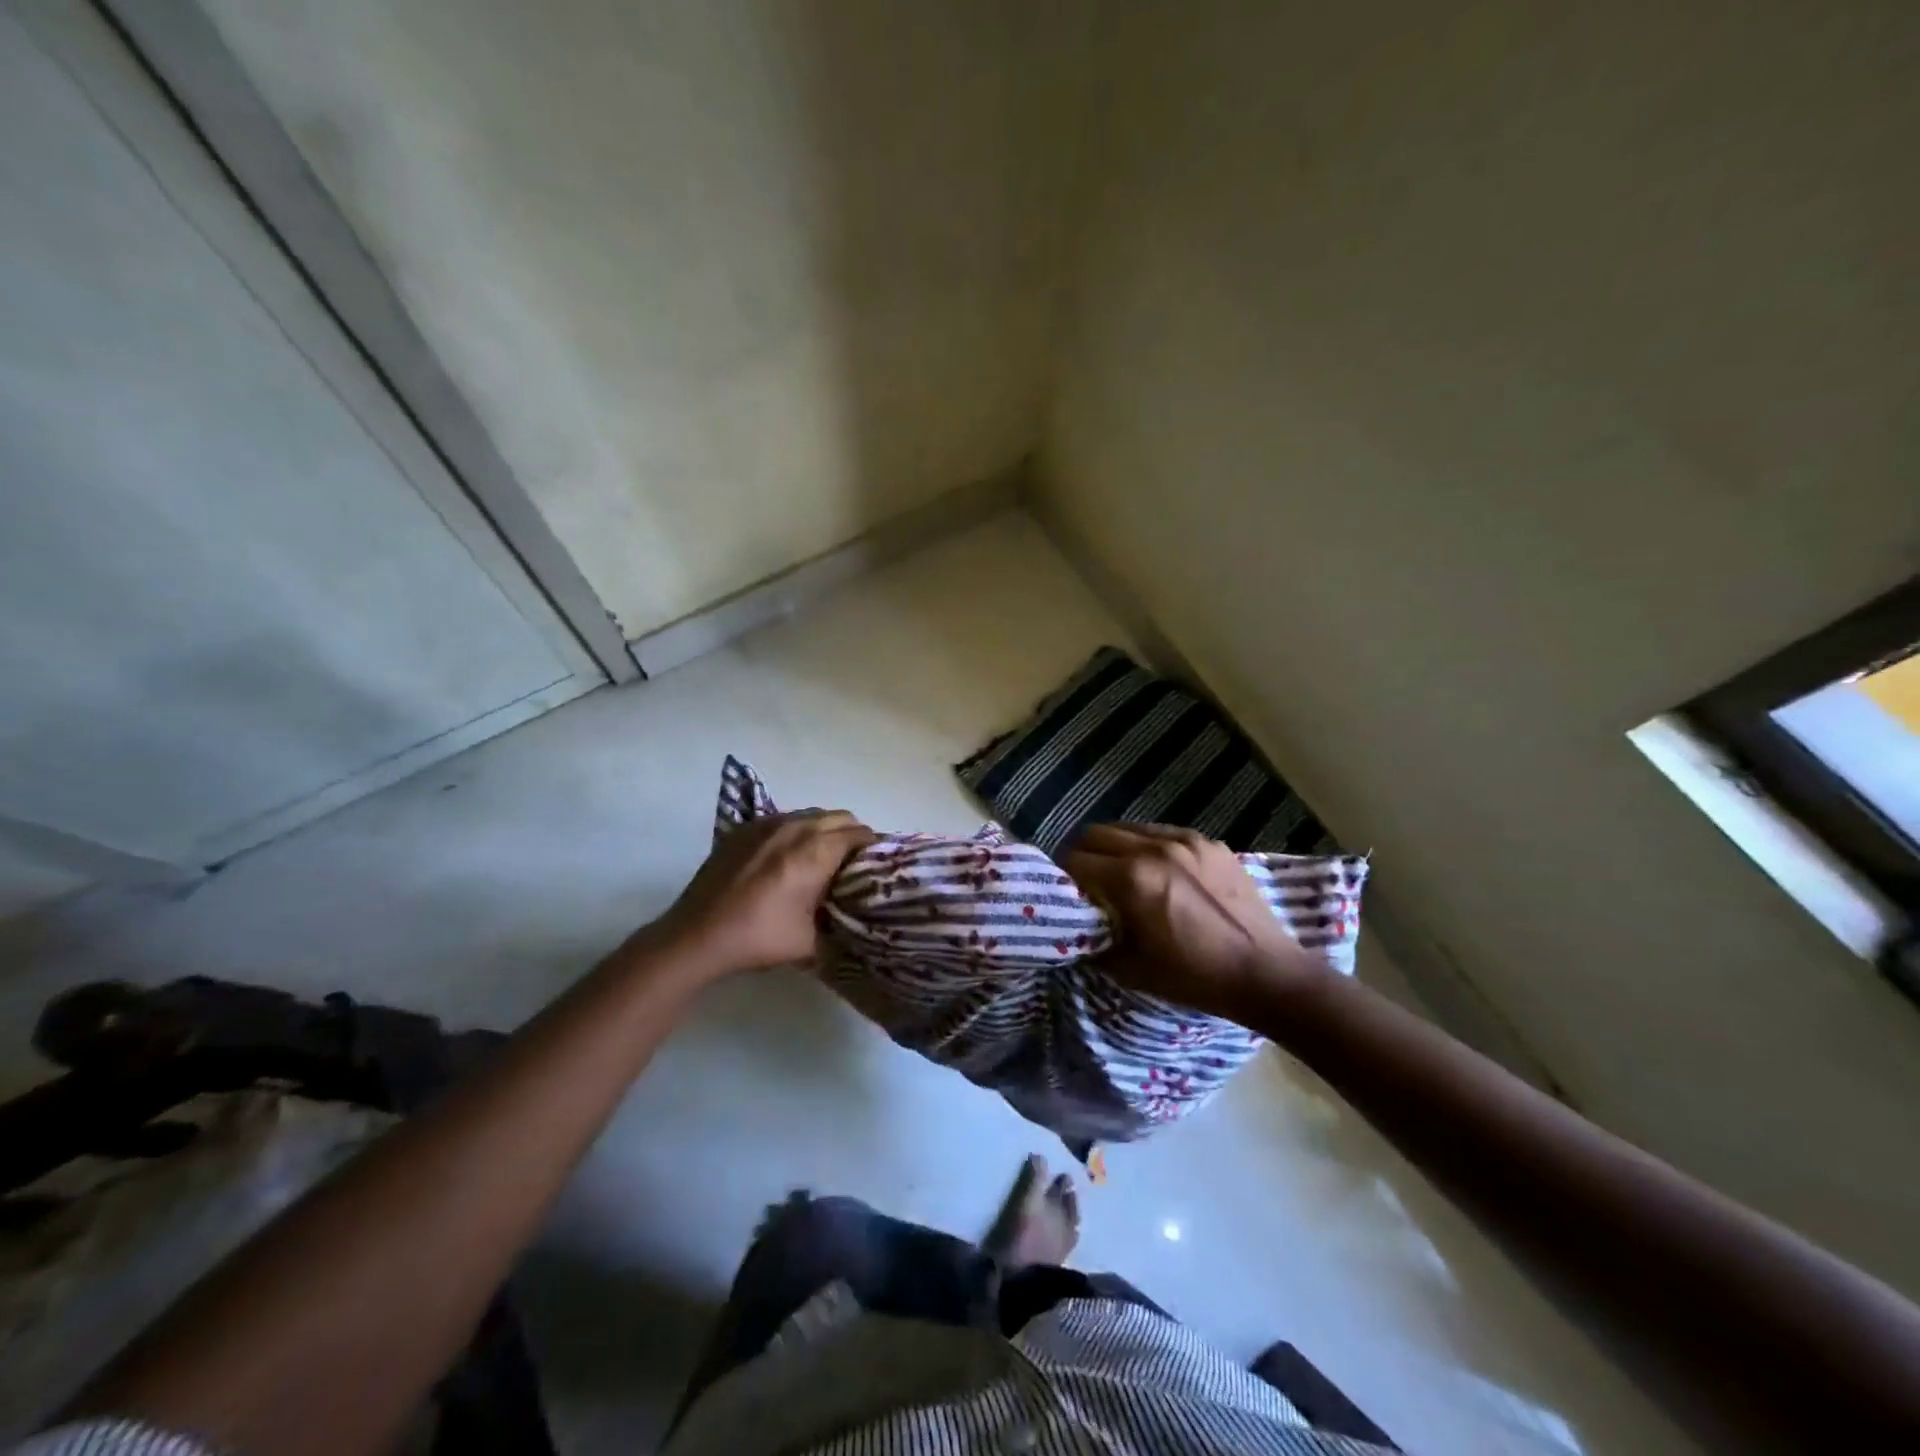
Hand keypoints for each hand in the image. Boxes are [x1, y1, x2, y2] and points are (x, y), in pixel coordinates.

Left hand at [656, 810, 875, 976]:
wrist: (696, 936)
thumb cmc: (758, 938)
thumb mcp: (811, 941)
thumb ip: (839, 922)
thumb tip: (853, 917)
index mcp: (816, 851)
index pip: (859, 834)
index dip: (873, 849)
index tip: (875, 869)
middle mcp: (795, 827)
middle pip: (839, 817)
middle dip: (852, 836)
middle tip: (852, 865)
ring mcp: (766, 823)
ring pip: (811, 814)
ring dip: (824, 830)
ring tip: (821, 860)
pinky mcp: (744, 828)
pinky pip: (784, 819)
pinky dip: (796, 831)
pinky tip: (787, 858)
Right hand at [1063, 824, 1334, 1021]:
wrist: (1266, 973)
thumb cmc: (1194, 977)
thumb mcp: (1131, 969)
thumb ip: (1093, 941)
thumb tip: (1073, 928)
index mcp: (1131, 878)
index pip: (1075, 861)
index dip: (1062, 877)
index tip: (1064, 894)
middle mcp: (1154, 848)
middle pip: (1095, 833)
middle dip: (1082, 854)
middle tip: (1085, 880)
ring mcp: (1185, 840)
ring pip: (1128, 827)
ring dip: (1114, 846)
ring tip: (1120, 872)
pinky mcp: (1209, 842)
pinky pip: (1163, 832)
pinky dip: (1148, 846)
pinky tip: (1159, 870)